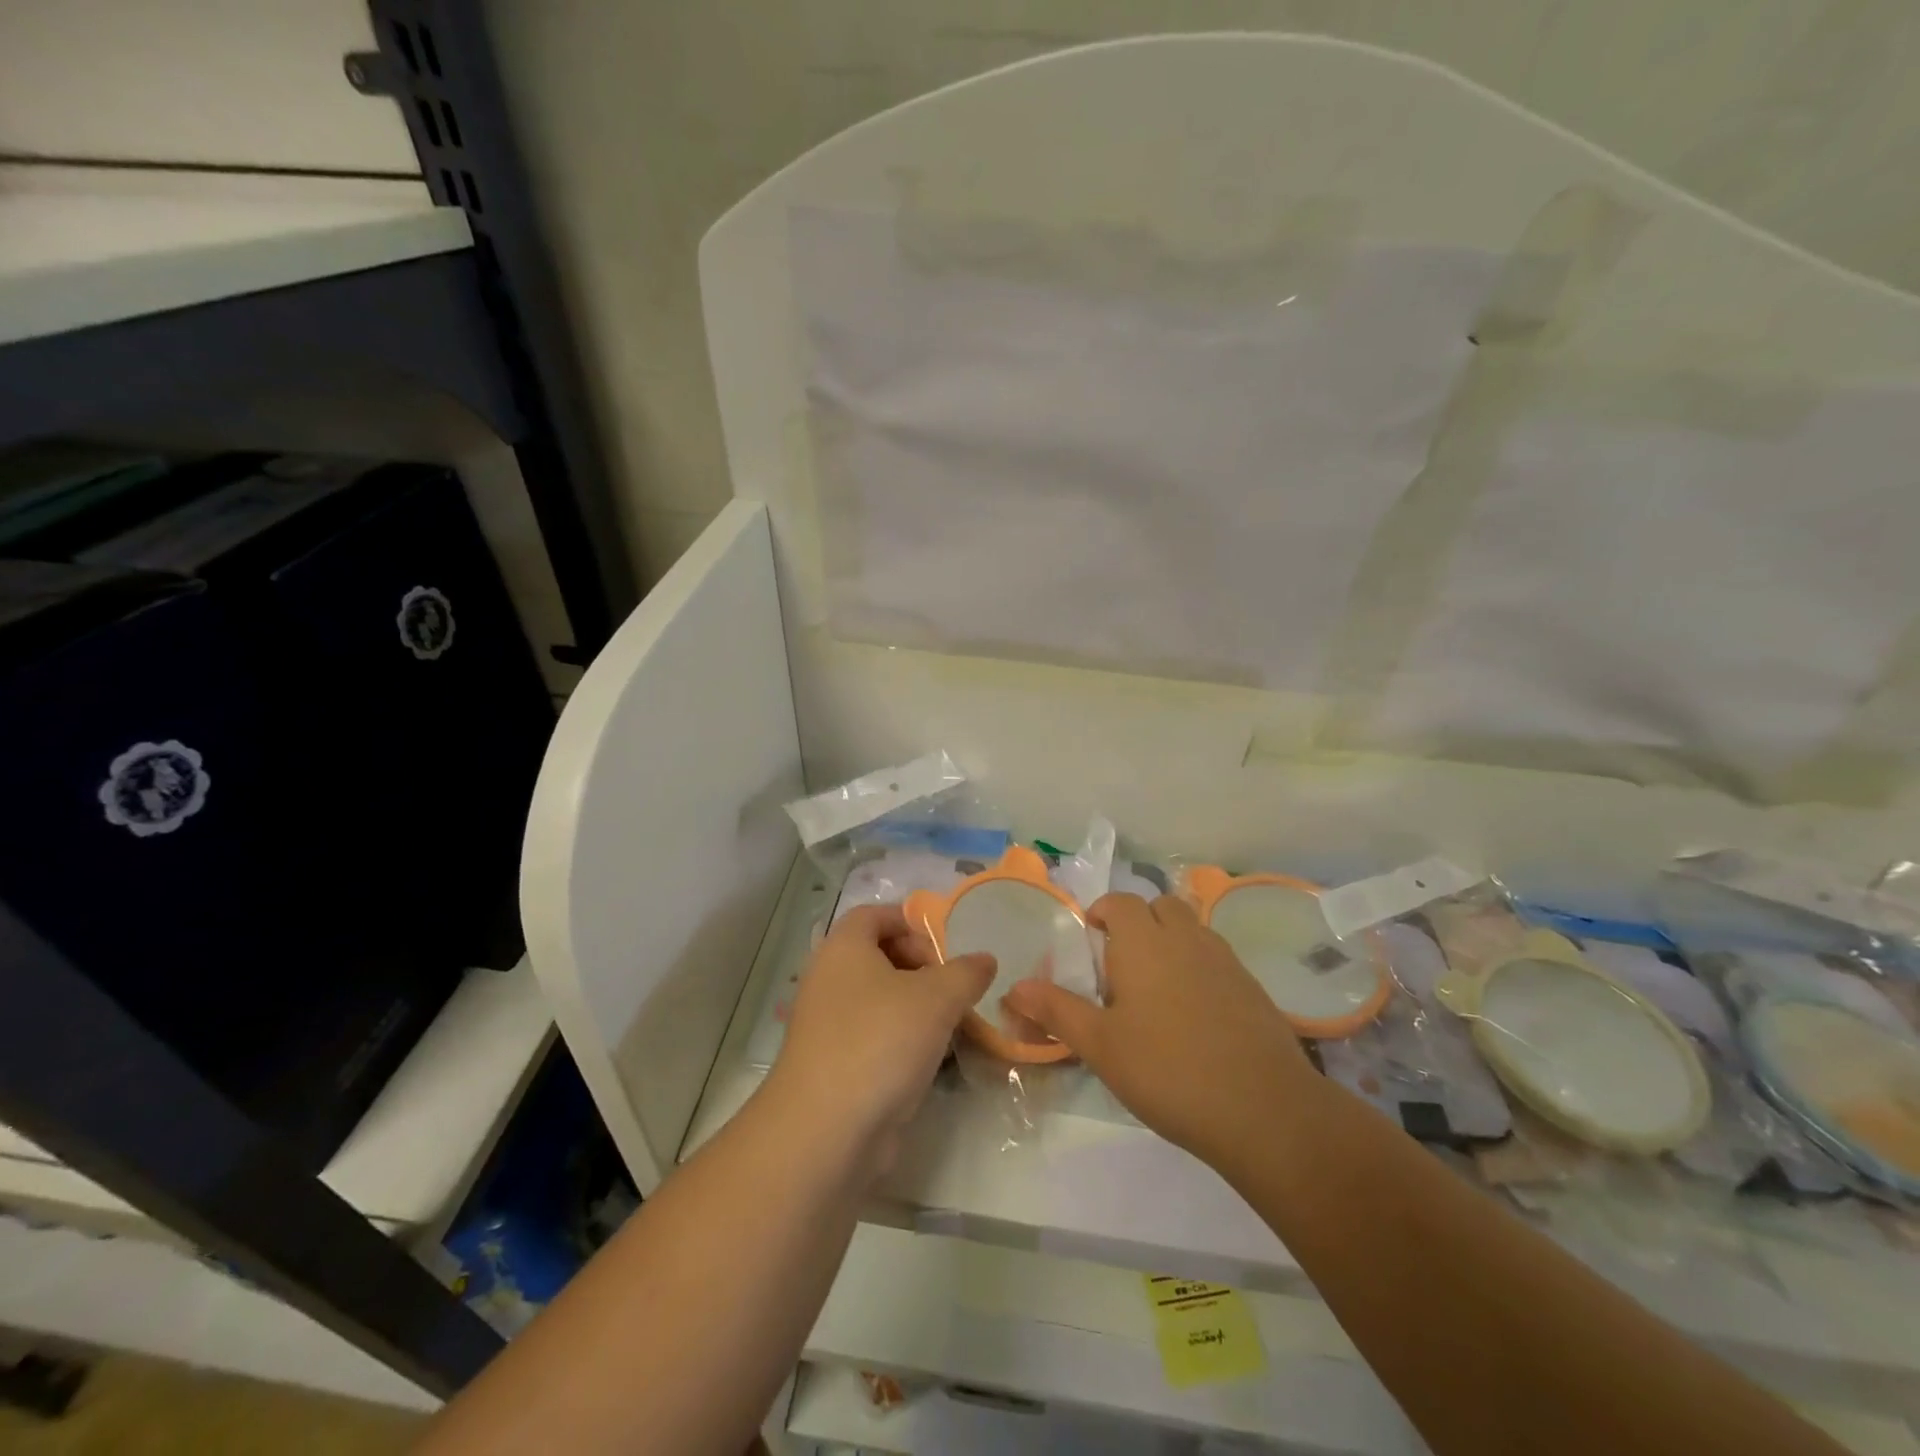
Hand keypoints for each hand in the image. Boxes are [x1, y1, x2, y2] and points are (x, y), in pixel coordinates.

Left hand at [768, 904, 994, 1177]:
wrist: (826, 1131)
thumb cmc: (880, 1041)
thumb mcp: (937, 998)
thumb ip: (966, 972)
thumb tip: (984, 959)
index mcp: (844, 947)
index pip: (876, 914)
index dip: (913, 923)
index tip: (947, 947)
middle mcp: (829, 978)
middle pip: (879, 956)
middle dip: (921, 967)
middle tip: (954, 989)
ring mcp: (827, 1024)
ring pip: (879, 1000)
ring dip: (916, 1008)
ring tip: (952, 1025)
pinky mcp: (833, 1064)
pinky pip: (874, 1037)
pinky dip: (902, 1041)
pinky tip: (931, 1061)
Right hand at [1003, 892, 1317, 1168]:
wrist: (1264, 1110)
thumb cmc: (1167, 1070)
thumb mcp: (1100, 1045)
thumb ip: (1056, 1010)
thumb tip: (1013, 987)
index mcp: (1144, 942)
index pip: (1121, 902)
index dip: (1103, 913)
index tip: (1091, 941)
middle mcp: (1186, 938)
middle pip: (1161, 906)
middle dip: (1139, 921)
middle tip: (1121, 964)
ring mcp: (1225, 960)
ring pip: (1192, 929)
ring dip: (1171, 941)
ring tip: (1156, 989)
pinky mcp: (1253, 988)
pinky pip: (1217, 958)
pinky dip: (1199, 967)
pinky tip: (1194, 1015)